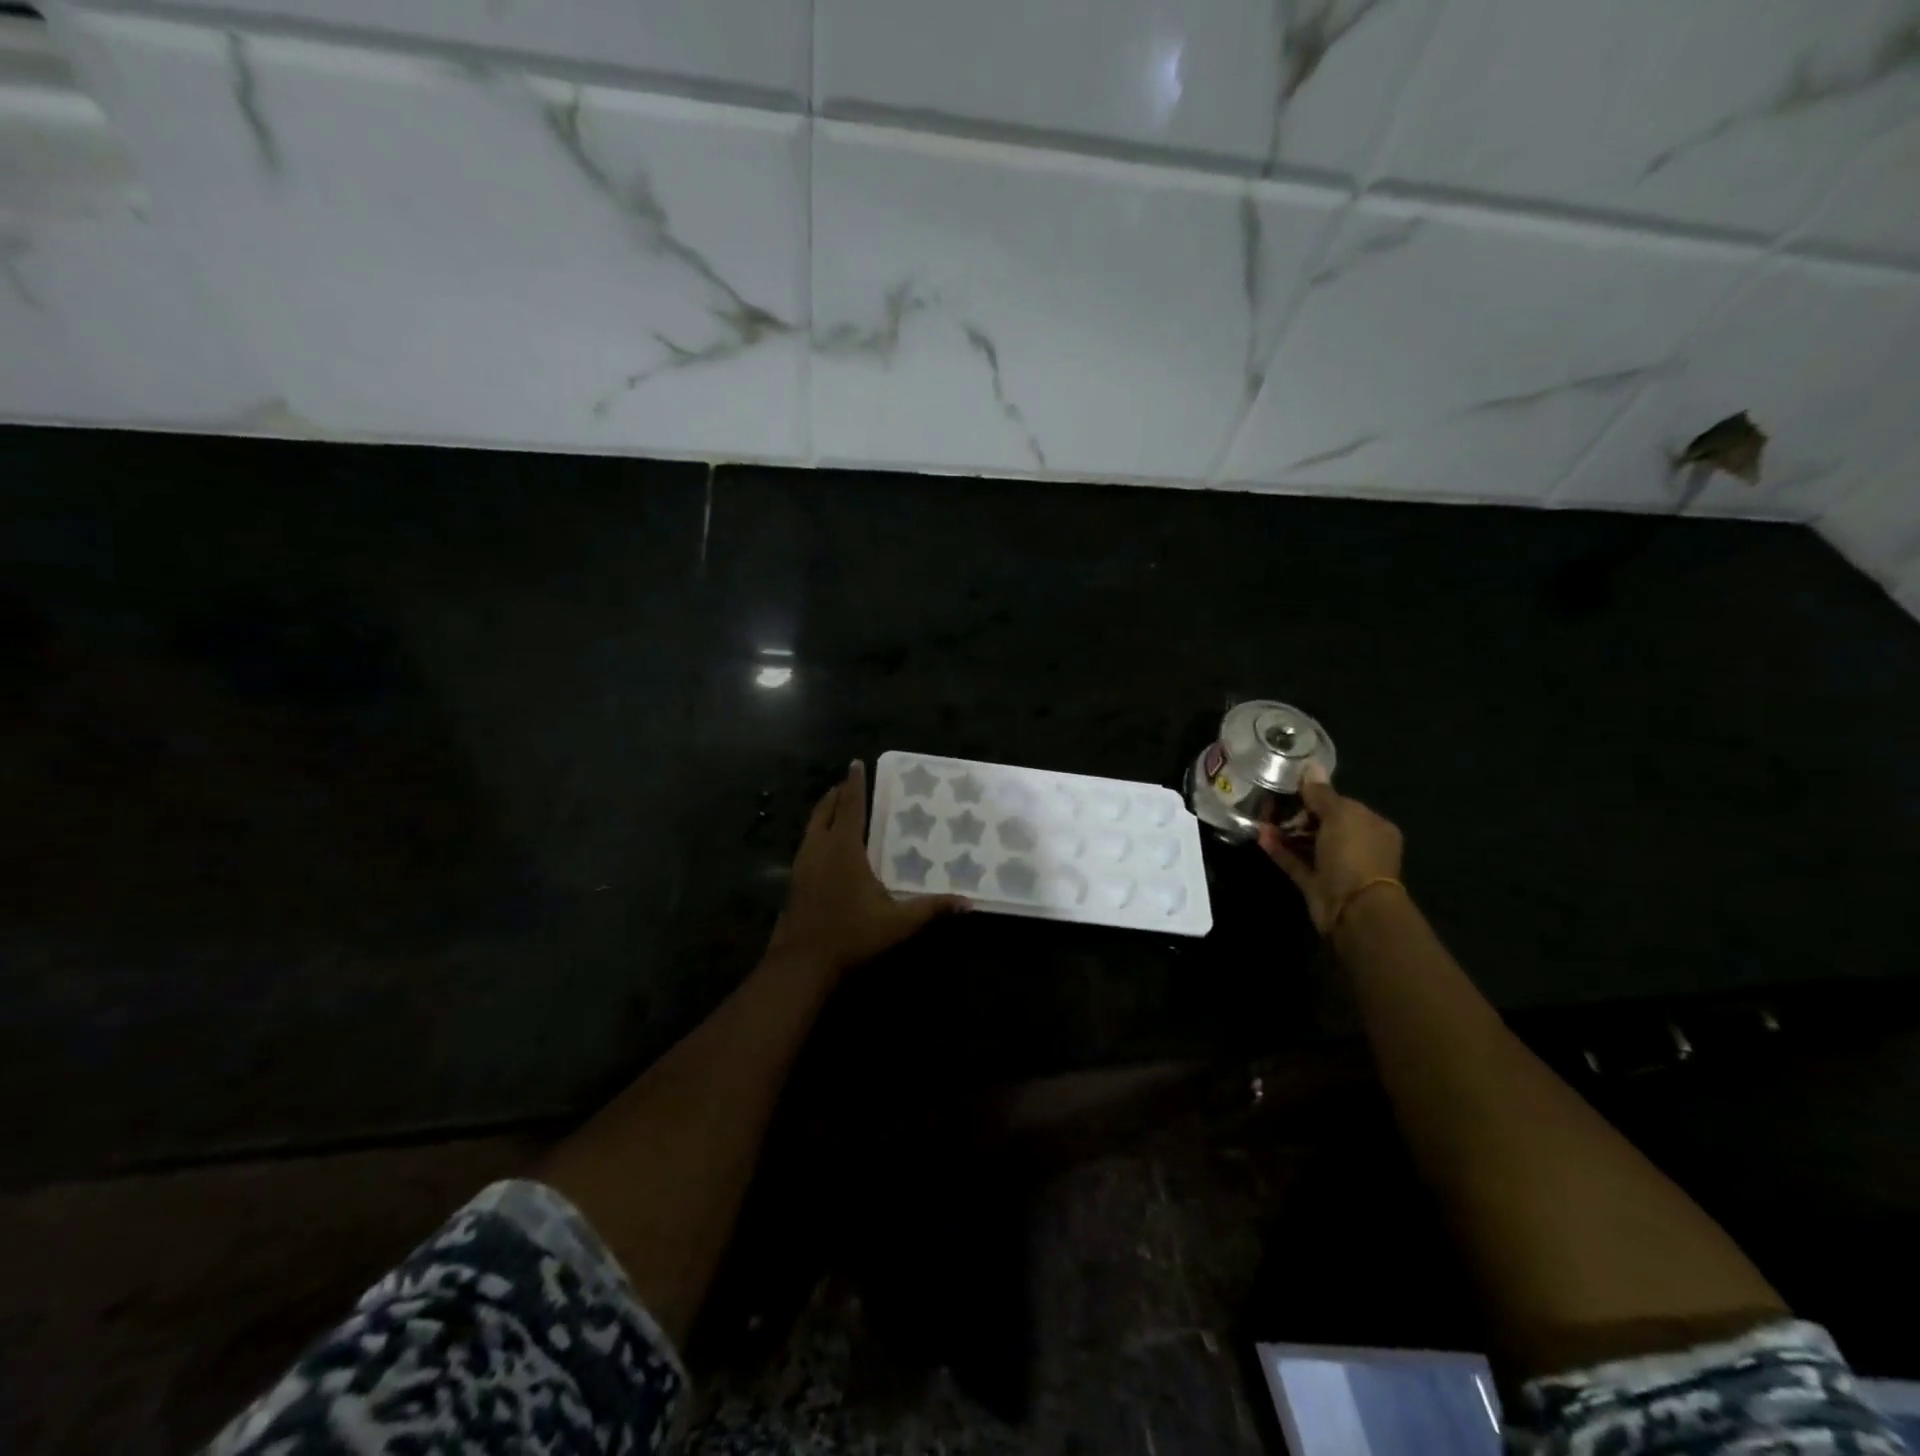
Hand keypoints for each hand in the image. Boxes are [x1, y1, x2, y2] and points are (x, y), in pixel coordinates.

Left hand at [769, 760, 965, 975]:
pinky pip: (807, 842)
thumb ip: (931, 908)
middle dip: (837, 794)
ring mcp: (802, 864)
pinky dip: (817, 831)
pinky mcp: (794, 880)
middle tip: (848, 782)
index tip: (856, 763)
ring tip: (837, 807)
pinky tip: (826, 846)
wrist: (801, 963)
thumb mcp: (896, 923)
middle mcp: (820, 848)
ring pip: (812, 826)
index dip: (854, 783)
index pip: (850, 806)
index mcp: (843, 848)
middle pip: (825, 810)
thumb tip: (968, 902)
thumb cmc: (850, 936)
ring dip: (824, 811)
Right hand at [1258, 778, 1403, 933]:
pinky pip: (1295, 862)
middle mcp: (1357, 845)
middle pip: (1323, 823)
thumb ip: (1321, 792)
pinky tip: (1261, 836)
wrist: (1354, 909)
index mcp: (1371, 826)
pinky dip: (1279, 850)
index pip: (1342, 804)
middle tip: (1272, 804)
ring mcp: (1336, 866)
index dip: (1317, 795)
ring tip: (1261, 819)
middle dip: (1298, 814)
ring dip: (1285, 831)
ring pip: (1307, 843)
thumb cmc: (1354, 854)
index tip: (1291, 788)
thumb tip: (1310, 764)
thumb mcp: (1339, 815)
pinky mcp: (1317, 884)